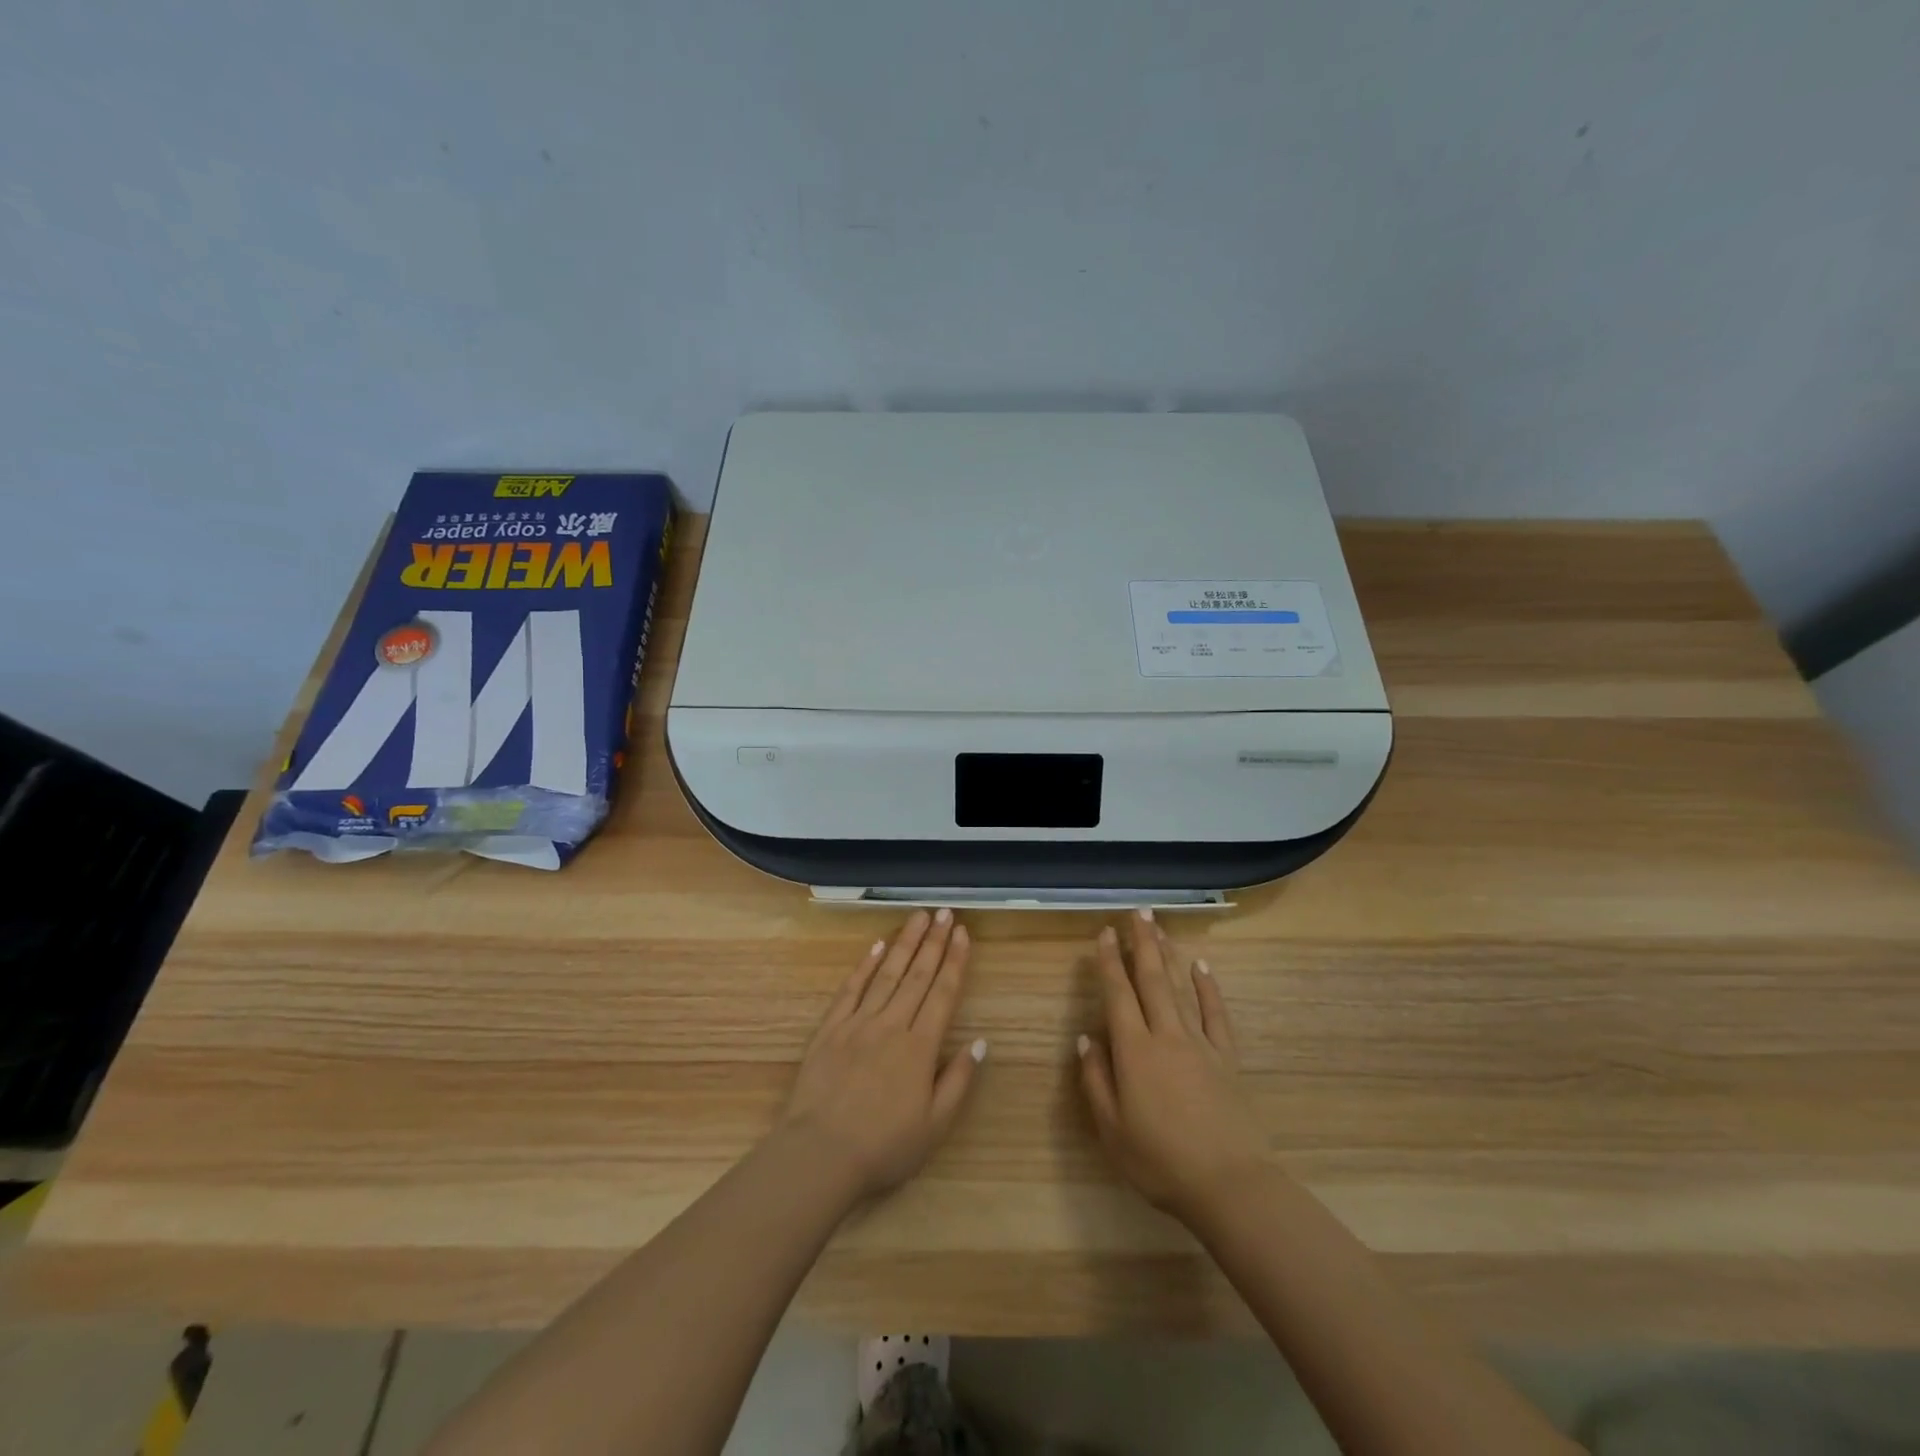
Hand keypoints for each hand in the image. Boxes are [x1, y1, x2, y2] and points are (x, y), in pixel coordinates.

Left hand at [777, 909, 984, 1203]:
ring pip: (886, 974)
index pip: (943, 993)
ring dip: (905, 943)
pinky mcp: (830, 1029)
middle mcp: (891, 1025)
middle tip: (945, 912)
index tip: (963, 934)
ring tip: (919, 917)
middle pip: (917, 975)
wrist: (820, 1154)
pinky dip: (864, 966)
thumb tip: (980, 1042)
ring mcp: (858, 1023)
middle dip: (934, 941)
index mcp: (920, 1047)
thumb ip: (958, 1081)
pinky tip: (876, 946)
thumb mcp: (934, 1126)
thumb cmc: (883, 1147)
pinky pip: (850, 990)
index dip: (955, 961)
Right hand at [1078, 910, 1270, 1224]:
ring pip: (1180, 988)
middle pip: (1151, 979)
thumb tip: (1086, 1038)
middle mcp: (1166, 1036)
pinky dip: (1208, 988)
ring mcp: (1200, 1044)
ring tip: (1160, 927)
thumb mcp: (1112, 1130)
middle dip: (1142, 943)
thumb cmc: (1160, 1162)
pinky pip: (1216, 1014)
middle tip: (1137, 912)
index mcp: (1134, 1051)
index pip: (1118, 995)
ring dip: (1168, 955)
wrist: (1230, 1185)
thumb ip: (1096, 1081)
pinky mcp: (1227, 1058)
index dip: (1109, 962)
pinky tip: (1201, 967)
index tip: (1105, 933)